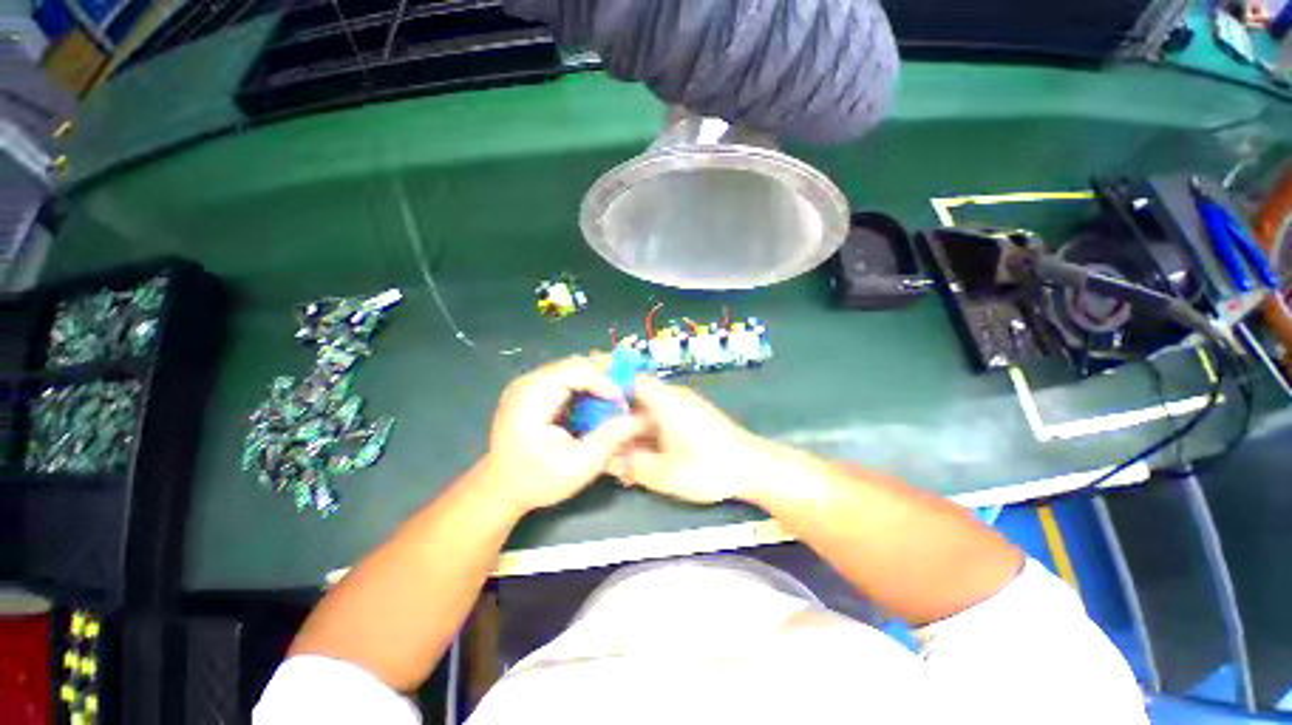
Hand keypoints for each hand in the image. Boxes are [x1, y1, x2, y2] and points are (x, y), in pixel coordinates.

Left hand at [484, 356, 644, 512]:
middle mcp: (528, 382)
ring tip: (614, 400)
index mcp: (531, 397)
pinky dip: (586, 386)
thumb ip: (608, 440)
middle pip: (576, 364)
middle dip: (604, 377)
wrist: (501, 489)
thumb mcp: (578, 467)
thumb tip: (636, 418)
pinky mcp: (534, 390)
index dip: (605, 382)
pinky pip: (567, 377)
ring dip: (597, 381)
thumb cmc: (537, 480)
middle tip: (624, 397)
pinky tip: (596, 403)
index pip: (576, 371)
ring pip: (574, 367)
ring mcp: (529, 384)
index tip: (622, 404)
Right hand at [609, 375, 769, 503]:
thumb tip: (607, 460)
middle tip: (601, 443)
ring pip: (647, 414)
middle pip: (635, 400)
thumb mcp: (664, 473)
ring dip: (632, 434)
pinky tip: (642, 460)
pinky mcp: (690, 419)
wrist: (753, 468)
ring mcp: (682, 408)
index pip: (629, 378)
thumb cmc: (708, 466)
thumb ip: (631, 466)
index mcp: (664, 400)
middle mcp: (672, 398)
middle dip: (616, 422)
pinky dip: (648, 437)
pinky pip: (661, 422)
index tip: (589, 402)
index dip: (607, 385)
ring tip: (620, 459)